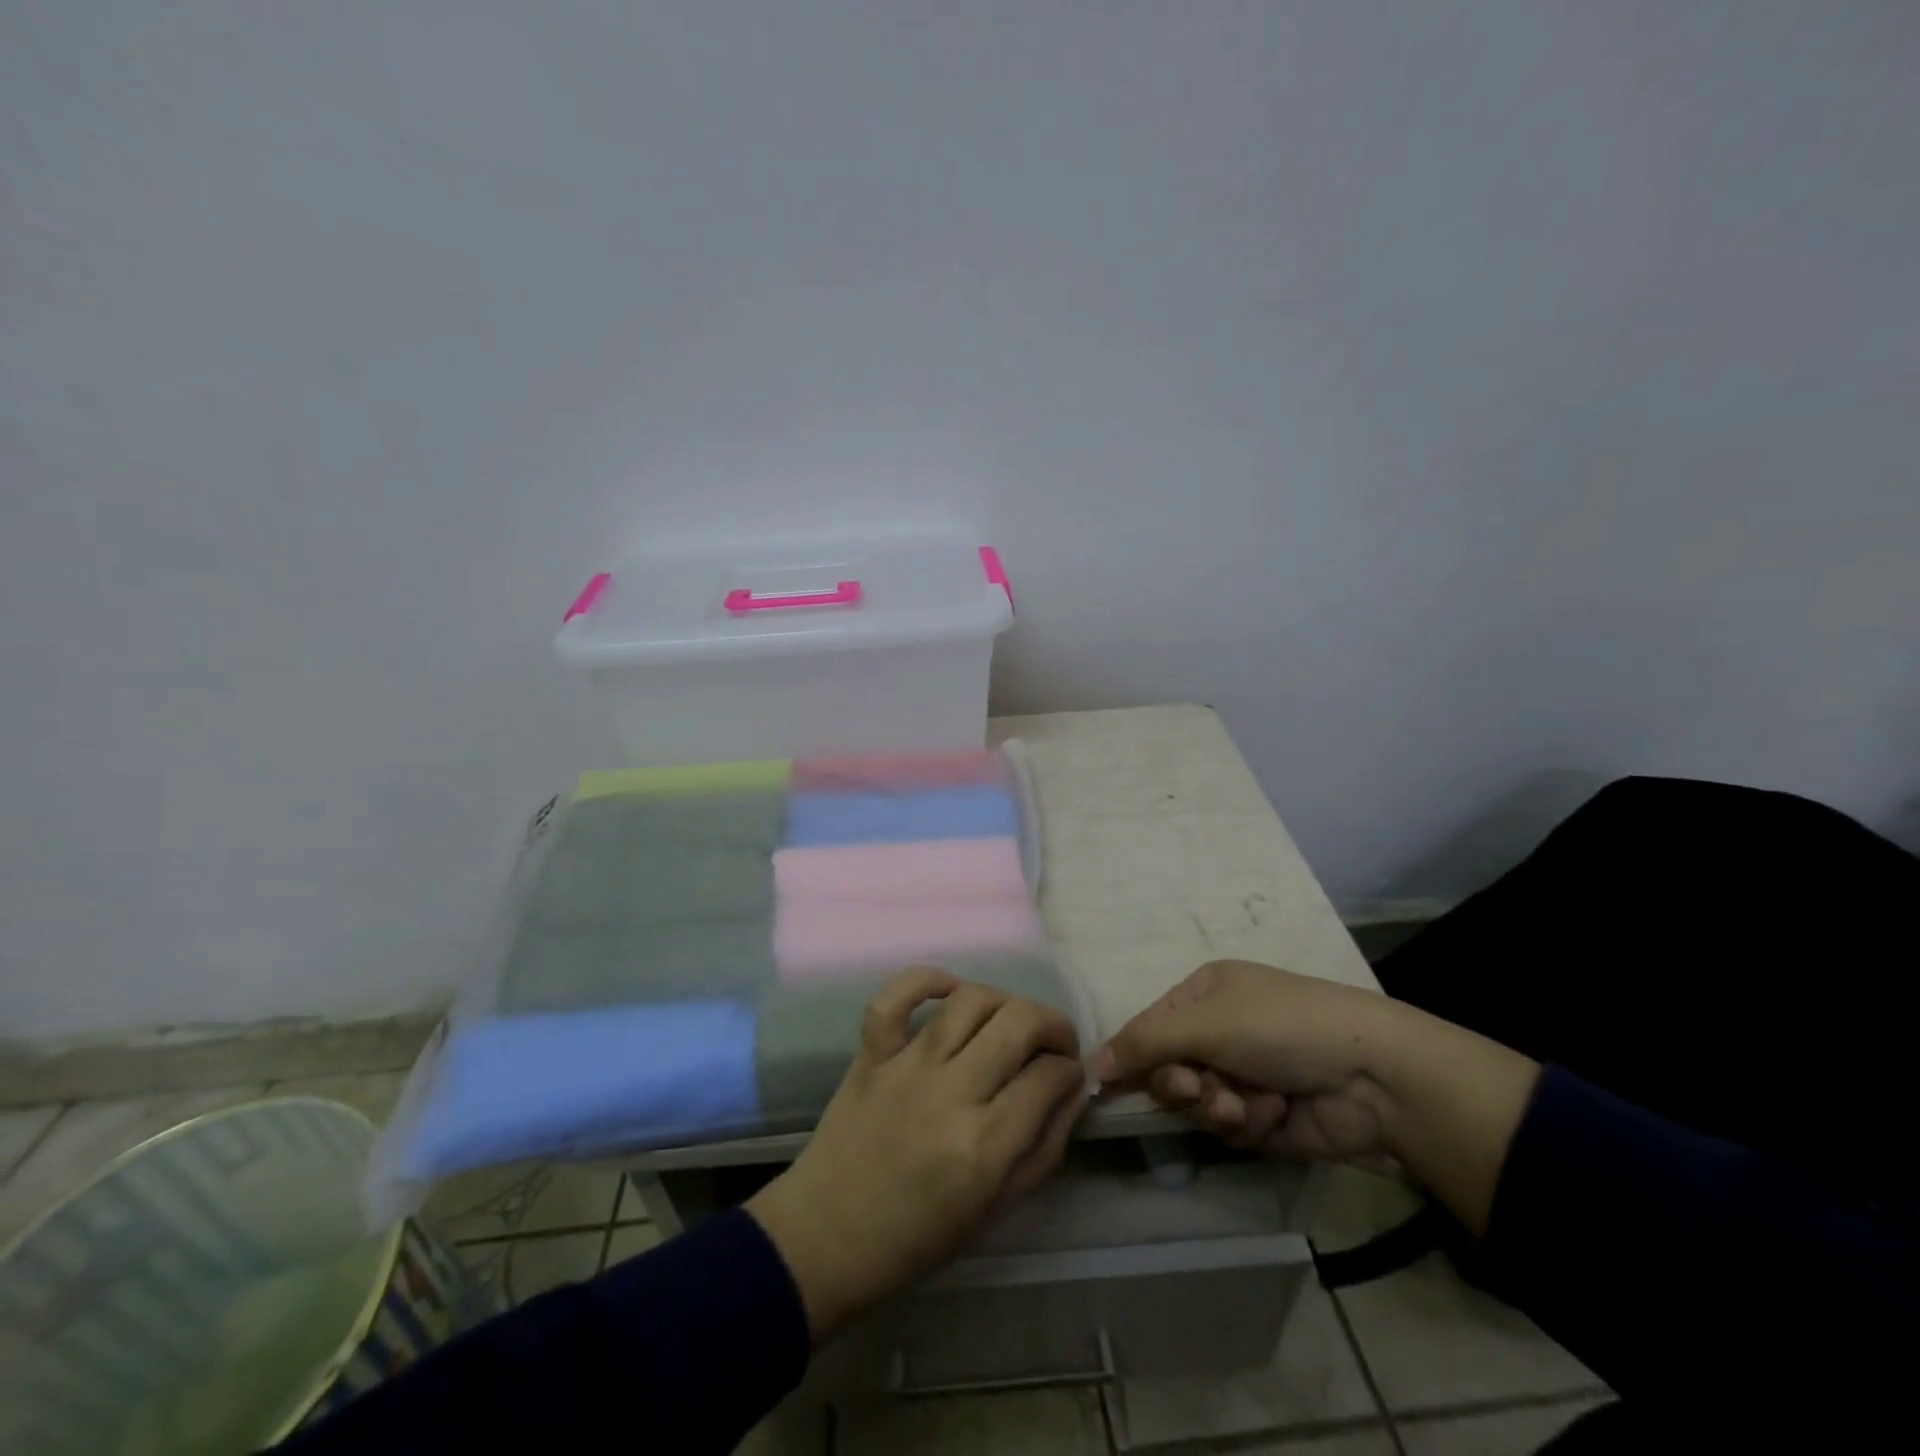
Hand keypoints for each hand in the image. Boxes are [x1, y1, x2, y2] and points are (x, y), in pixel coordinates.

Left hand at [746, 968, 1088, 1340]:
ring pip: (969, 1000)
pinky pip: (895, 996)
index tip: (1070, 1073)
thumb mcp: (996, 1210)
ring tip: (1011, 1020)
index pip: (1048, 1078)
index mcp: (984, 1147)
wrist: (827, 1236)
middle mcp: (949, 1095)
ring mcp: (906, 1066)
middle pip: (1018, 1024)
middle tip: (1055, 1042)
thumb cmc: (916, 1237)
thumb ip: (1043, 1149)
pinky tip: (950, 991)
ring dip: (1004, 1001)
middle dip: (1052, 1024)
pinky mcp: (871, 1053)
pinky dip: (927, 980)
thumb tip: (1073, 1092)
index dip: (1071, 1069)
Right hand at [1093, 960, 1401, 1161]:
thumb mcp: (1204, 1023)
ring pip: (1197, 1104)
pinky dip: (1248, 1122)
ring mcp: (1243, 1073)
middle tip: (1195, 1088)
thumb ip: (1143, 1043)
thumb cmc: (1279, 1026)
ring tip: (1245, 1104)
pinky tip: (1275, 1111)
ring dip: (1217, 1106)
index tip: (1109, 1083)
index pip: (1149, 1026)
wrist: (1371, 1074)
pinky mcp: (1265, 1115)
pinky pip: (1230, 1128)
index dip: (1132, 1054)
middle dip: (1181, 1083)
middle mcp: (1219, 1031)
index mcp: (1204, 994)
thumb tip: (1090, 1063)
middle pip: (1168, 1069)